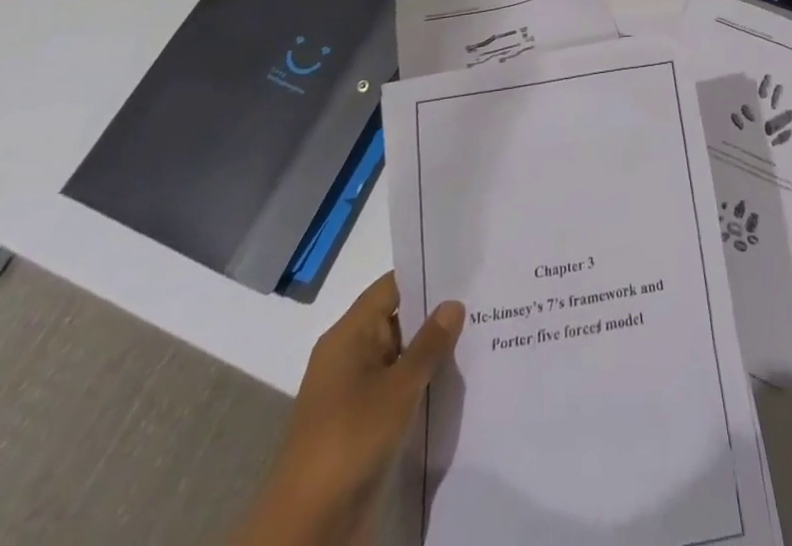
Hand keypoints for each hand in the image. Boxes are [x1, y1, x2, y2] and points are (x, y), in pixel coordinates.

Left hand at [234, 273, 463, 545]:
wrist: (308, 524)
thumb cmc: (351, 438)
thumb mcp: (399, 387)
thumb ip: (429, 343)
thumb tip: (453, 303)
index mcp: (348, 334)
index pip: (391, 287)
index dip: (426, 275)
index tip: (466, 271)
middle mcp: (348, 355)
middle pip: (396, 319)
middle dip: (435, 315)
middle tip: (483, 302)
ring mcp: (352, 391)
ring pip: (398, 356)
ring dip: (429, 352)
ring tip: (478, 337)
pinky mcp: (359, 424)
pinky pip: (394, 388)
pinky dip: (419, 383)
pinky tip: (453, 383)